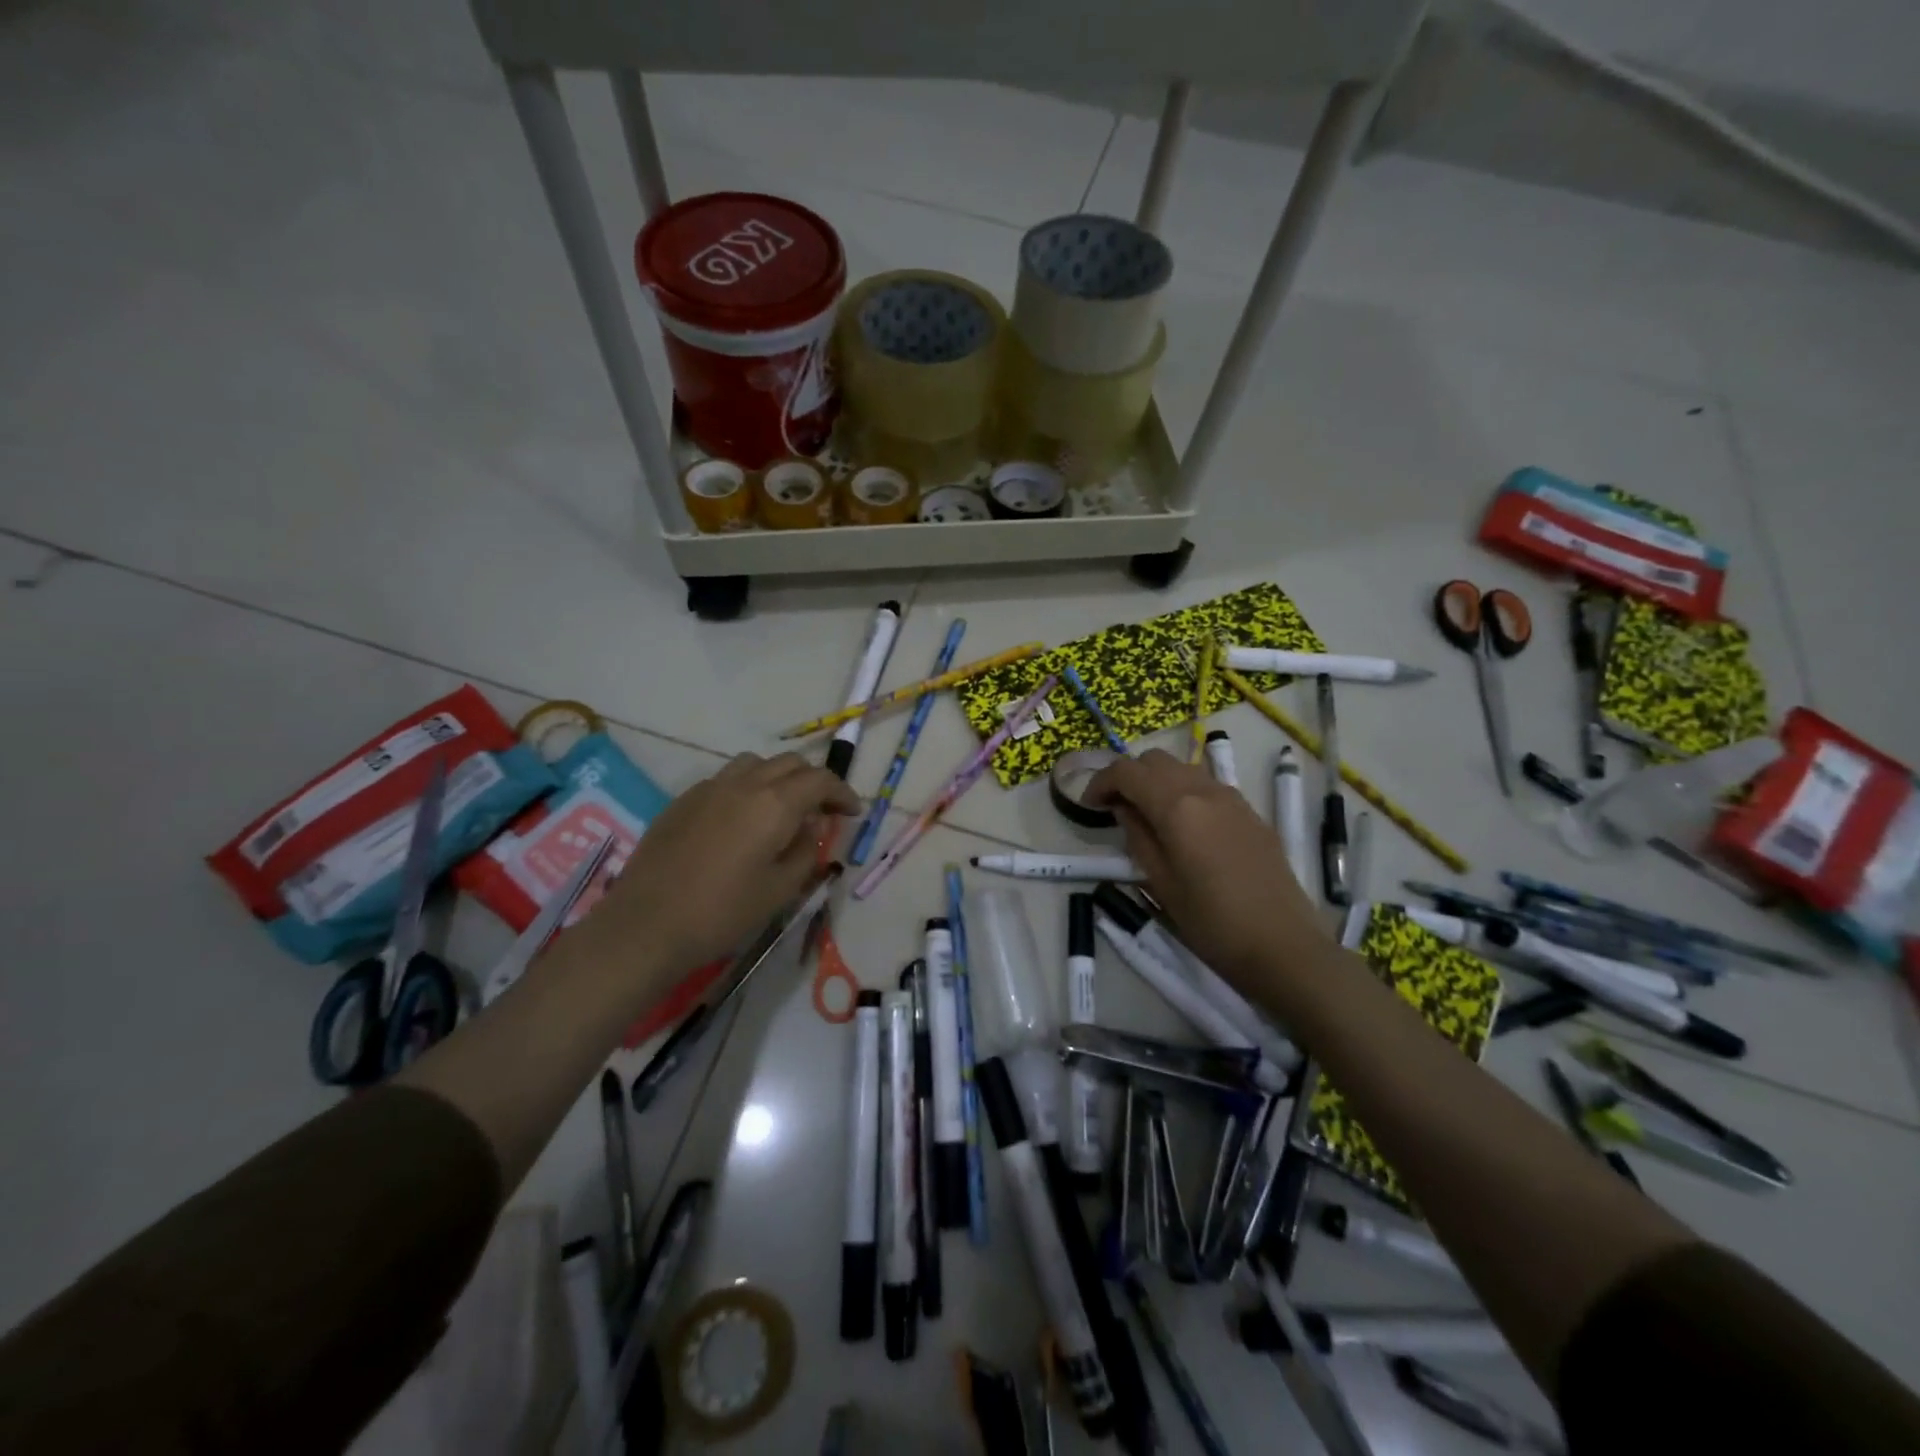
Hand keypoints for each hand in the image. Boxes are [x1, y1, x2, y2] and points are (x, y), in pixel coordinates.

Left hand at [586, 753, 859, 972]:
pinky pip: (726, 779)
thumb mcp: (780, 890)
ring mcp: (709, 788)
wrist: (646, 926)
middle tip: (822, 812)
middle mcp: (744, 784)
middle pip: (790, 764)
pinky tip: (742, 821)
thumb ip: (805, 851)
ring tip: (782, 809)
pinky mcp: (683, 801)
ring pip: (755, 764)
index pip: (819, 780)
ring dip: (778, 778)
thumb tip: (813, 826)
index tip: (852, 812)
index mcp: (774, 804)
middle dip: (813, 782)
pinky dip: (747, 788)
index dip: (841, 793)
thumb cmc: (722, 913)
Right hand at [1087, 749, 1330, 988]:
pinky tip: (1183, 826)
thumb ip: (1137, 836)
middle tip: (1115, 808)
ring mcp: (1232, 798)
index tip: (1089, 805)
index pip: (1128, 772)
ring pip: (1183, 768)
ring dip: (1158, 781)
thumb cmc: (1212, 922)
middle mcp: (1204, 790)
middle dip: (1129, 776)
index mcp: (1177, 807)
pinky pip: (1207, 786)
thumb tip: (1124, 809)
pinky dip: (1184, 791)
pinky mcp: (1250, 813)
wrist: (1283, 945)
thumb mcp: (1159, 883)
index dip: (1101, 781)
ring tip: (1147, 815)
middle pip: (1156, 760)